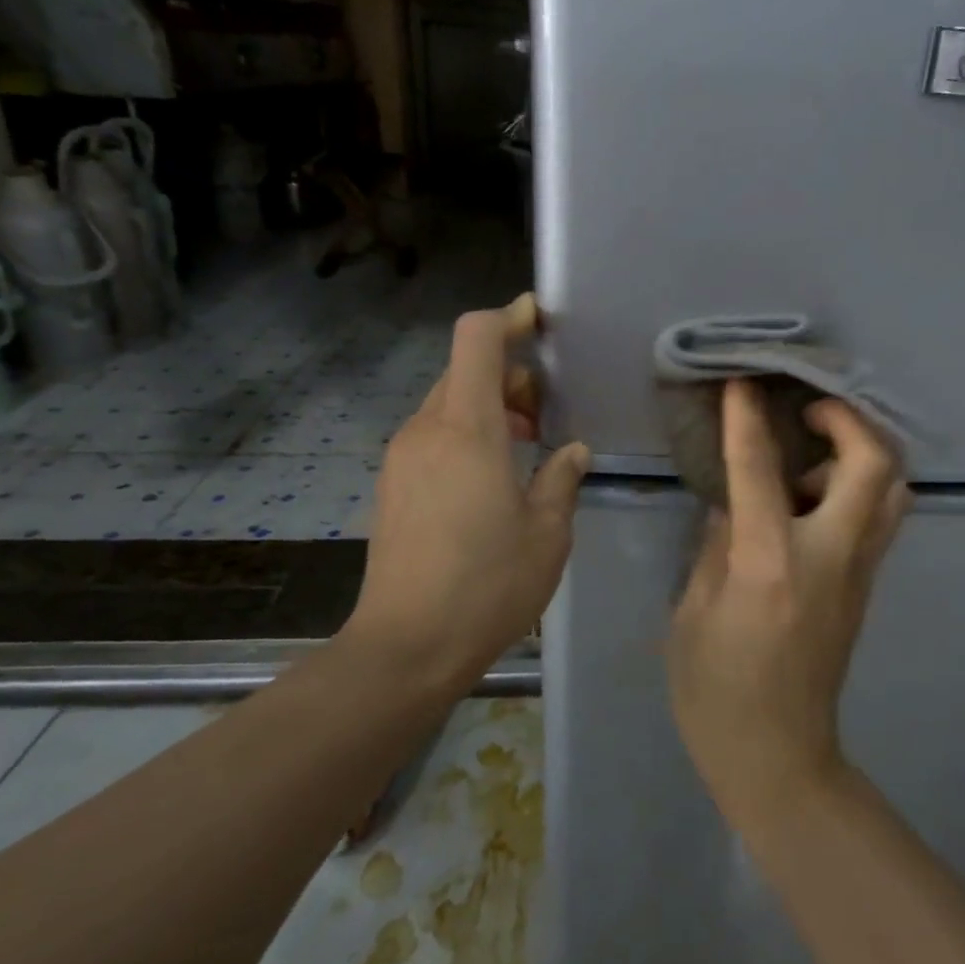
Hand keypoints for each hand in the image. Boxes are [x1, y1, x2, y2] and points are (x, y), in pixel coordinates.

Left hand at [346, 294, 588, 690]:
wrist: (406, 646)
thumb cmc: (487, 585)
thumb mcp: (547, 533)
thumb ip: (561, 479)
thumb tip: (570, 452)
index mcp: (467, 429)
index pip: (476, 338)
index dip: (508, 318)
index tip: (541, 322)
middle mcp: (426, 430)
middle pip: (464, 369)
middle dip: (509, 373)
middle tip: (549, 407)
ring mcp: (403, 457)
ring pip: (449, 402)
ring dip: (490, 405)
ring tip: (528, 442)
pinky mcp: (394, 483)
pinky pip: (435, 434)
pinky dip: (468, 432)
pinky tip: (495, 474)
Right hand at [664, 379, 910, 814]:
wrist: (778, 757)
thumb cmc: (716, 692)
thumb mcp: (693, 614)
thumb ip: (718, 546)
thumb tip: (734, 501)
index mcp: (770, 566)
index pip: (762, 472)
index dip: (748, 420)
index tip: (742, 383)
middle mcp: (828, 559)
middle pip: (873, 467)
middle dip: (848, 421)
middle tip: (808, 413)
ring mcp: (858, 574)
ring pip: (892, 491)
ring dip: (861, 454)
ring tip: (813, 453)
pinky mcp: (866, 588)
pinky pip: (878, 519)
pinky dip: (859, 487)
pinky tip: (815, 496)